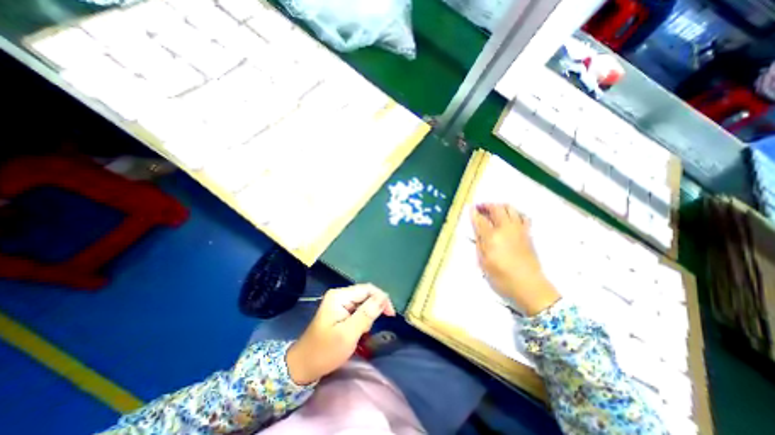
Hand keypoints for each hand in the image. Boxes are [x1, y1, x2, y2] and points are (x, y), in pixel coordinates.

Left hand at [284, 285, 392, 382]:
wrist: (303, 366)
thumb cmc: (325, 351)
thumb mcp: (348, 334)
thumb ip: (367, 314)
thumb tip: (384, 297)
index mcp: (340, 296)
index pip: (368, 289)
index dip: (381, 299)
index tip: (390, 315)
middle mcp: (340, 295)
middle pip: (366, 295)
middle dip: (374, 309)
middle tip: (371, 328)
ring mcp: (339, 303)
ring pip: (363, 303)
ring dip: (368, 316)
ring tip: (362, 332)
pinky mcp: (340, 311)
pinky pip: (358, 310)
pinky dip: (362, 319)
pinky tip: (359, 330)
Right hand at [469, 203, 559, 314]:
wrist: (530, 286)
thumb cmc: (502, 278)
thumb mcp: (483, 263)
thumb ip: (479, 244)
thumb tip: (477, 231)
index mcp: (492, 237)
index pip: (480, 220)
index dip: (474, 213)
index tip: (470, 209)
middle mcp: (506, 229)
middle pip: (496, 209)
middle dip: (487, 205)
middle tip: (480, 207)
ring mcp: (519, 230)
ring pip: (511, 209)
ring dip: (500, 206)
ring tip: (494, 210)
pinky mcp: (528, 233)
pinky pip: (522, 216)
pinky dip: (514, 213)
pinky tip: (510, 218)